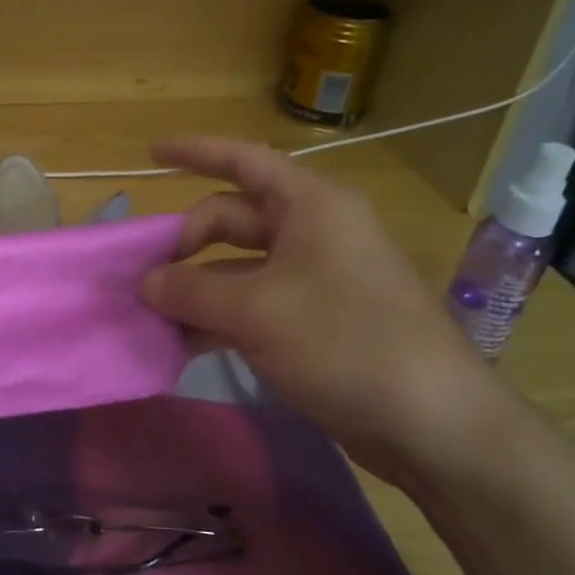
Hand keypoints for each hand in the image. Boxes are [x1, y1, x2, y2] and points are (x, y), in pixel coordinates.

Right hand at [141, 138, 524, 492]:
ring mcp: (316, 278)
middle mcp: (314, 232)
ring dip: (196, 288)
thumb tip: (145, 283)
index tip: (150, 152)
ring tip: (151, 315)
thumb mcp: (256, 311)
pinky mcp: (317, 321)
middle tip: (142, 277)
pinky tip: (184, 344)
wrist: (431, 422)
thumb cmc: (344, 342)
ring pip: (239, 267)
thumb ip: (191, 290)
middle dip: (185, 243)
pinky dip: (219, 318)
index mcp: (310, 206)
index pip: (243, 160)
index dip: (195, 152)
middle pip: (233, 218)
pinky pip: (254, 304)